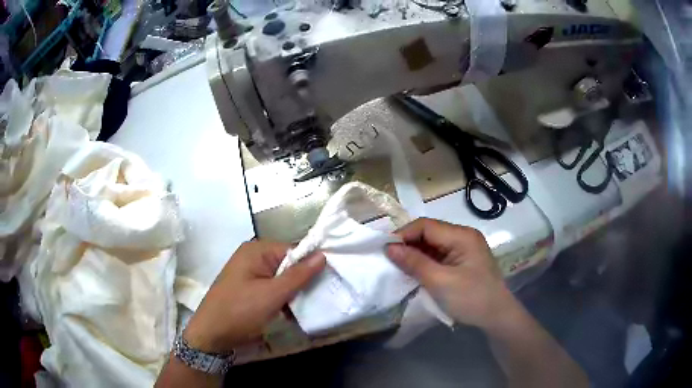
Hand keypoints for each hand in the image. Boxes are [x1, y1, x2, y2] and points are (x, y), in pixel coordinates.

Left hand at [183, 240, 325, 353]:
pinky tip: (293, 313)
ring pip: (282, 279)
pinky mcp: (250, 290)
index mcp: (256, 251)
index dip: (311, 265)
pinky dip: (283, 300)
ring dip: (294, 294)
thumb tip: (322, 254)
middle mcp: (253, 258)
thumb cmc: (240, 311)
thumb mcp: (272, 294)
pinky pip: (273, 289)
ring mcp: (250, 275)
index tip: (329, 281)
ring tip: (309, 308)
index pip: (294, 250)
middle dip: (303, 282)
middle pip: (288, 265)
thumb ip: (299, 275)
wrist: (212, 335)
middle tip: (321, 298)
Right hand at [386, 218, 517, 329]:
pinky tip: (415, 272)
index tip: (385, 250)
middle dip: (408, 245)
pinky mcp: (463, 261)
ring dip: (415, 255)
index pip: (426, 225)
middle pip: (429, 233)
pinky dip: (425, 263)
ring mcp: (464, 249)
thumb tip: (389, 247)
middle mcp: (463, 237)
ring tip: (398, 267)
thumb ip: (414, 263)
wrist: (497, 317)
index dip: (403, 234)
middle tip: (389, 260)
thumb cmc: (471, 299)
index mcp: (462, 236)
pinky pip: (439, 256)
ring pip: (433, 245)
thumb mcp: (440, 282)